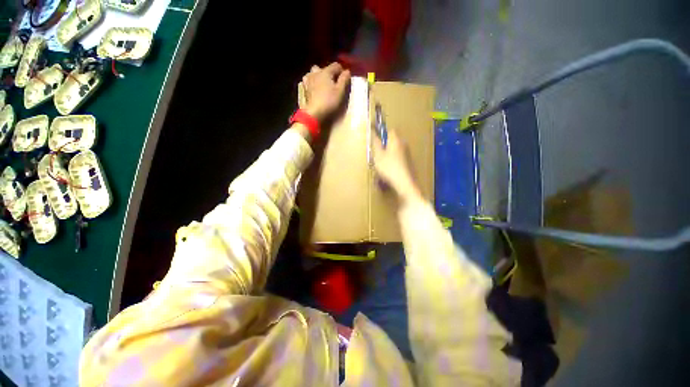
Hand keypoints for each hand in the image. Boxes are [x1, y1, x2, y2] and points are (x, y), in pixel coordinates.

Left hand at [300, 63, 350, 122]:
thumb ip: (344, 80)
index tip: (345, 80)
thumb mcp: (340, 91)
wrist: (314, 113)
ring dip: (319, 77)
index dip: (342, 71)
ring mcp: (308, 80)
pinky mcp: (304, 89)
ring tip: (323, 86)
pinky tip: (315, 89)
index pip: (336, 65)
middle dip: (329, 73)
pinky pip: (308, 82)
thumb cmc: (329, 102)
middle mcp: (315, 72)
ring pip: (313, 73)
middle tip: (333, 83)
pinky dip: (312, 83)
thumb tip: (347, 71)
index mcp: (325, 72)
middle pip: (323, 68)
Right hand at [371, 128, 421, 203]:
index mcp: (396, 140)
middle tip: (376, 157)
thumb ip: (376, 143)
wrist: (405, 184)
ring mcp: (408, 155)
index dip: (382, 134)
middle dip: (384, 148)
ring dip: (387, 157)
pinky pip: (398, 160)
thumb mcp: (378, 156)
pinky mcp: (409, 163)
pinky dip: (392, 164)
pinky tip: (388, 173)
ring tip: (380, 168)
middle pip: (392, 142)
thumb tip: (374, 133)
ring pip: (394, 152)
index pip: (390, 130)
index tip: (376, 141)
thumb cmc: (389, 168)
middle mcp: (403, 145)